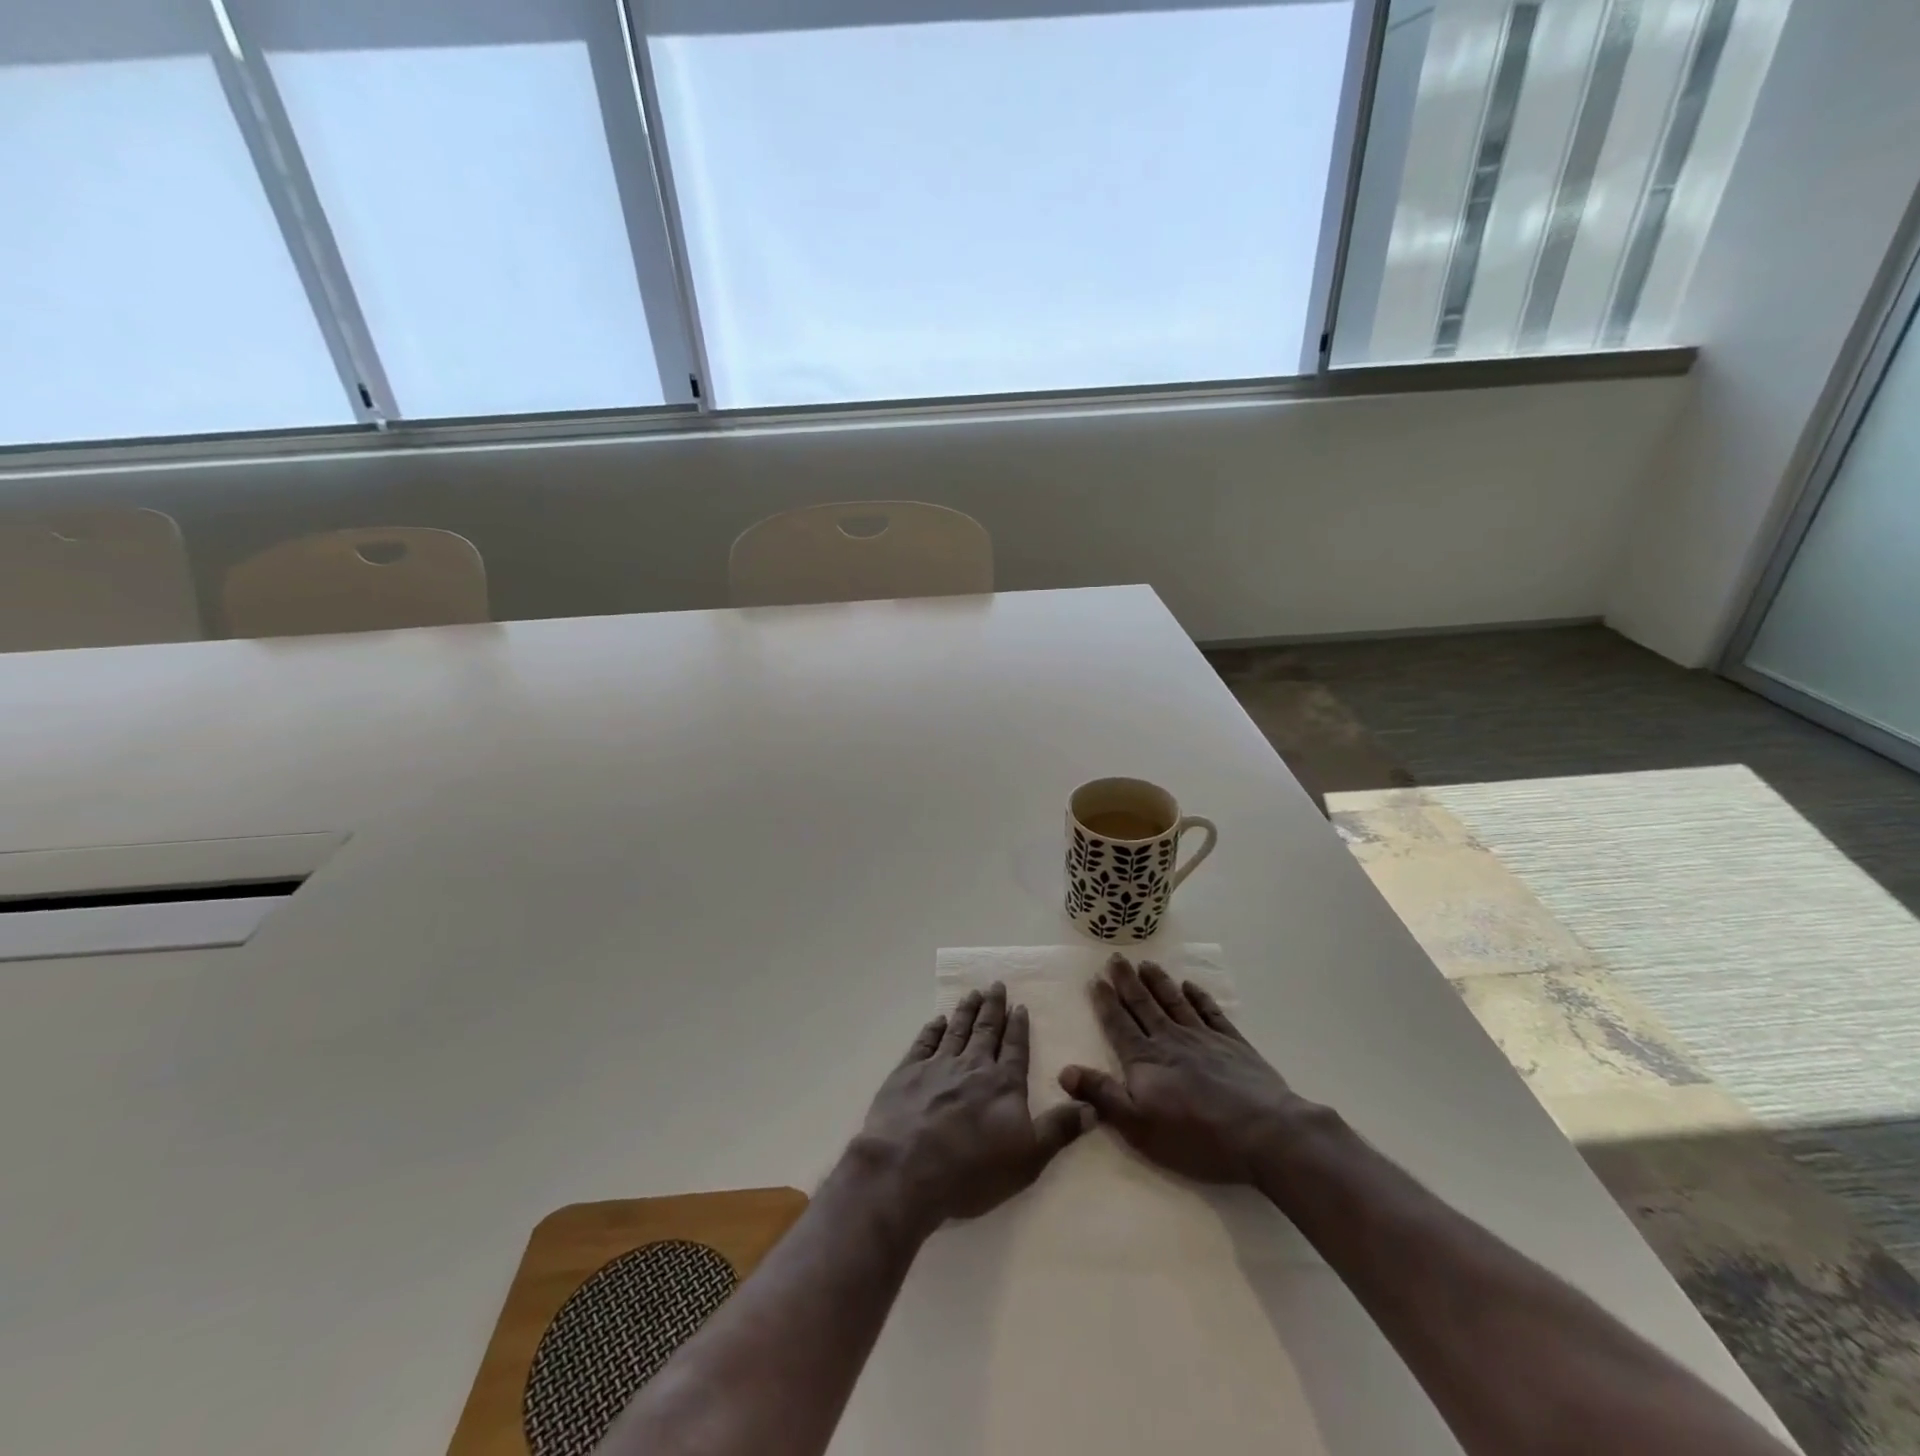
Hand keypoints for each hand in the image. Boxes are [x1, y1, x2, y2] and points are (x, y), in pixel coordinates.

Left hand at [858, 983, 1091, 1232]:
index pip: (1015, 1048)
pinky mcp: (907, 1073)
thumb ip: (1060, 1130)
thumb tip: (1094, 1107)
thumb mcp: (1028, 1158)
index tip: (1020, 1005)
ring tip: (972, 993)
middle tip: (996, 984)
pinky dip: (932, 1029)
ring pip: (956, 1030)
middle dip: (993, 1007)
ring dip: (966, 1011)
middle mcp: (972, 1065)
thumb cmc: (972, 1170)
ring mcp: (937, 1066)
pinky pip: (923, 1042)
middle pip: (986, 1030)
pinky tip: (937, 1020)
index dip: (1019, 1027)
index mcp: (1003, 1083)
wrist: (906, 1169)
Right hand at [1059, 955, 1307, 1185]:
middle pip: (1144, 1005)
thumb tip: (1065, 1071)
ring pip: (1174, 1001)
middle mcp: (1170, 1040)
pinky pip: (1210, 1012)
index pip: (1119, 1024)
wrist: (1263, 1133)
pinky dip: (1199, 997)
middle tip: (1116, 958)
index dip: (1105, 1002)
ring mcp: (1204, 1038)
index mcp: (1145, 1060)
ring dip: (1158, 982)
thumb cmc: (1196, 1137)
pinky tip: (1191, 986)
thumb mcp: (1138, 1127)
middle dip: (1127, 981)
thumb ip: (1102, 1096)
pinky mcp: (1233, 1044)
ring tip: (1146, 964)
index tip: (1095, 978)